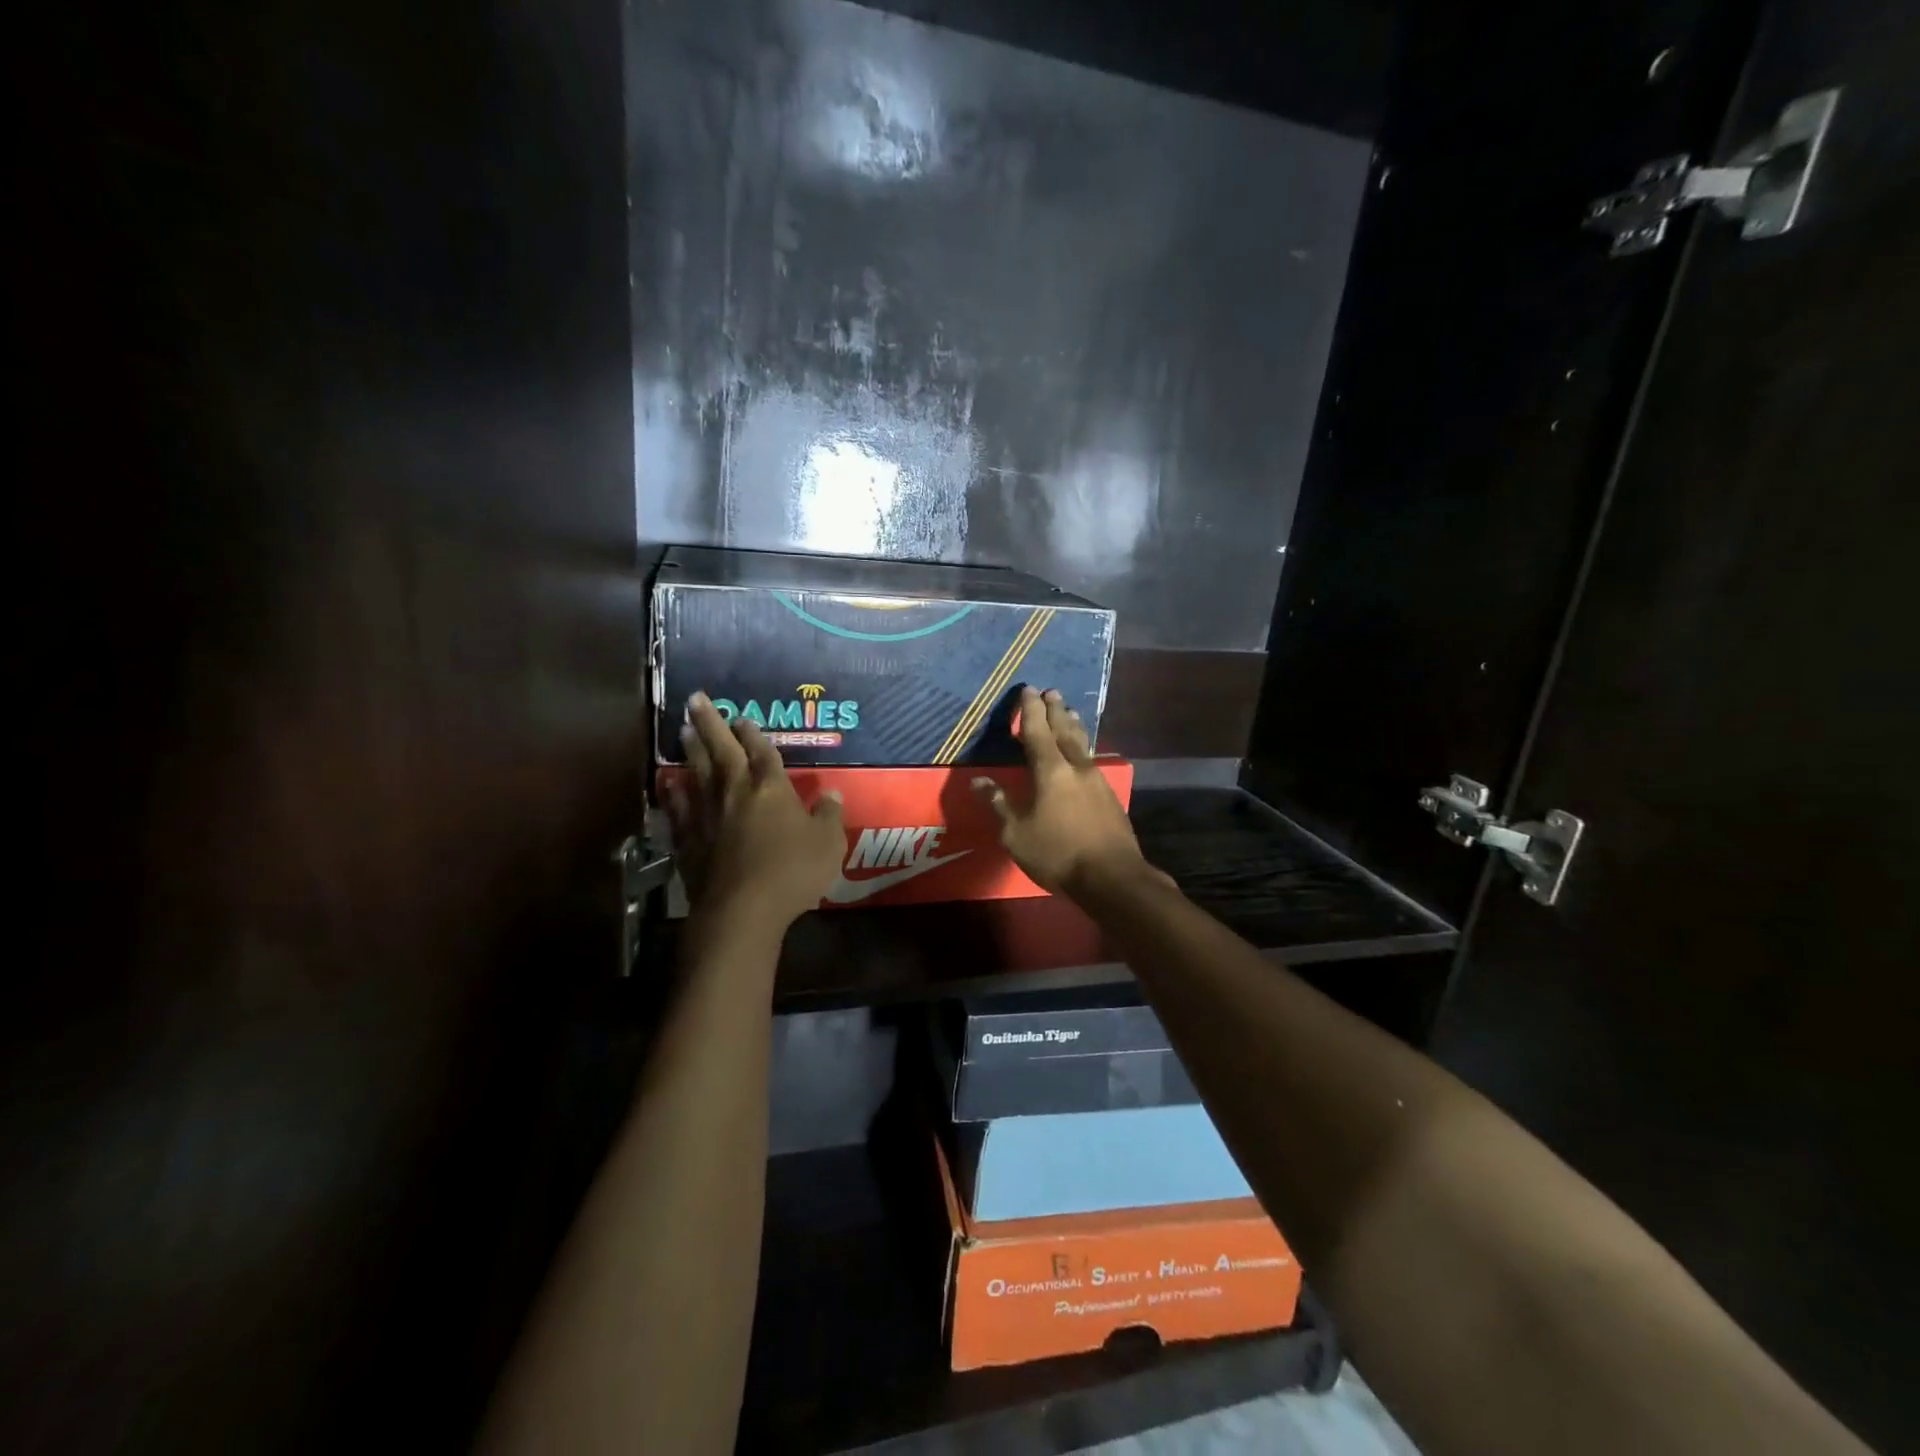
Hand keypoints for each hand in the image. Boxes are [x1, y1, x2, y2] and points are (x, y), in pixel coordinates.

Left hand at [663, 693, 844, 933]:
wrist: (742, 909)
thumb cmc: (792, 871)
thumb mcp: (828, 843)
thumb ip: (828, 815)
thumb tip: (831, 793)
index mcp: (772, 788)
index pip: (763, 752)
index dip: (754, 734)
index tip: (744, 717)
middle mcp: (736, 792)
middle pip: (722, 750)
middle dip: (710, 723)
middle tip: (695, 698)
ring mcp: (708, 816)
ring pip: (698, 773)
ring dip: (691, 750)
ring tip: (682, 730)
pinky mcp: (689, 841)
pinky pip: (680, 810)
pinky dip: (674, 795)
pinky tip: (669, 784)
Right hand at [972, 686, 1162, 898]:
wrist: (1112, 876)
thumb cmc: (1058, 853)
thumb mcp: (1016, 834)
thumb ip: (999, 804)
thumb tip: (978, 781)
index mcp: (1050, 771)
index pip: (1038, 732)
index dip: (1031, 710)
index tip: (1028, 689)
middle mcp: (1076, 767)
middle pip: (1064, 730)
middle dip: (1055, 710)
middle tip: (1051, 691)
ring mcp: (1097, 780)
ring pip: (1083, 744)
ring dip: (1073, 725)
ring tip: (1069, 712)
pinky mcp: (1110, 796)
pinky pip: (1092, 760)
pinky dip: (1083, 747)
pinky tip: (1084, 753)